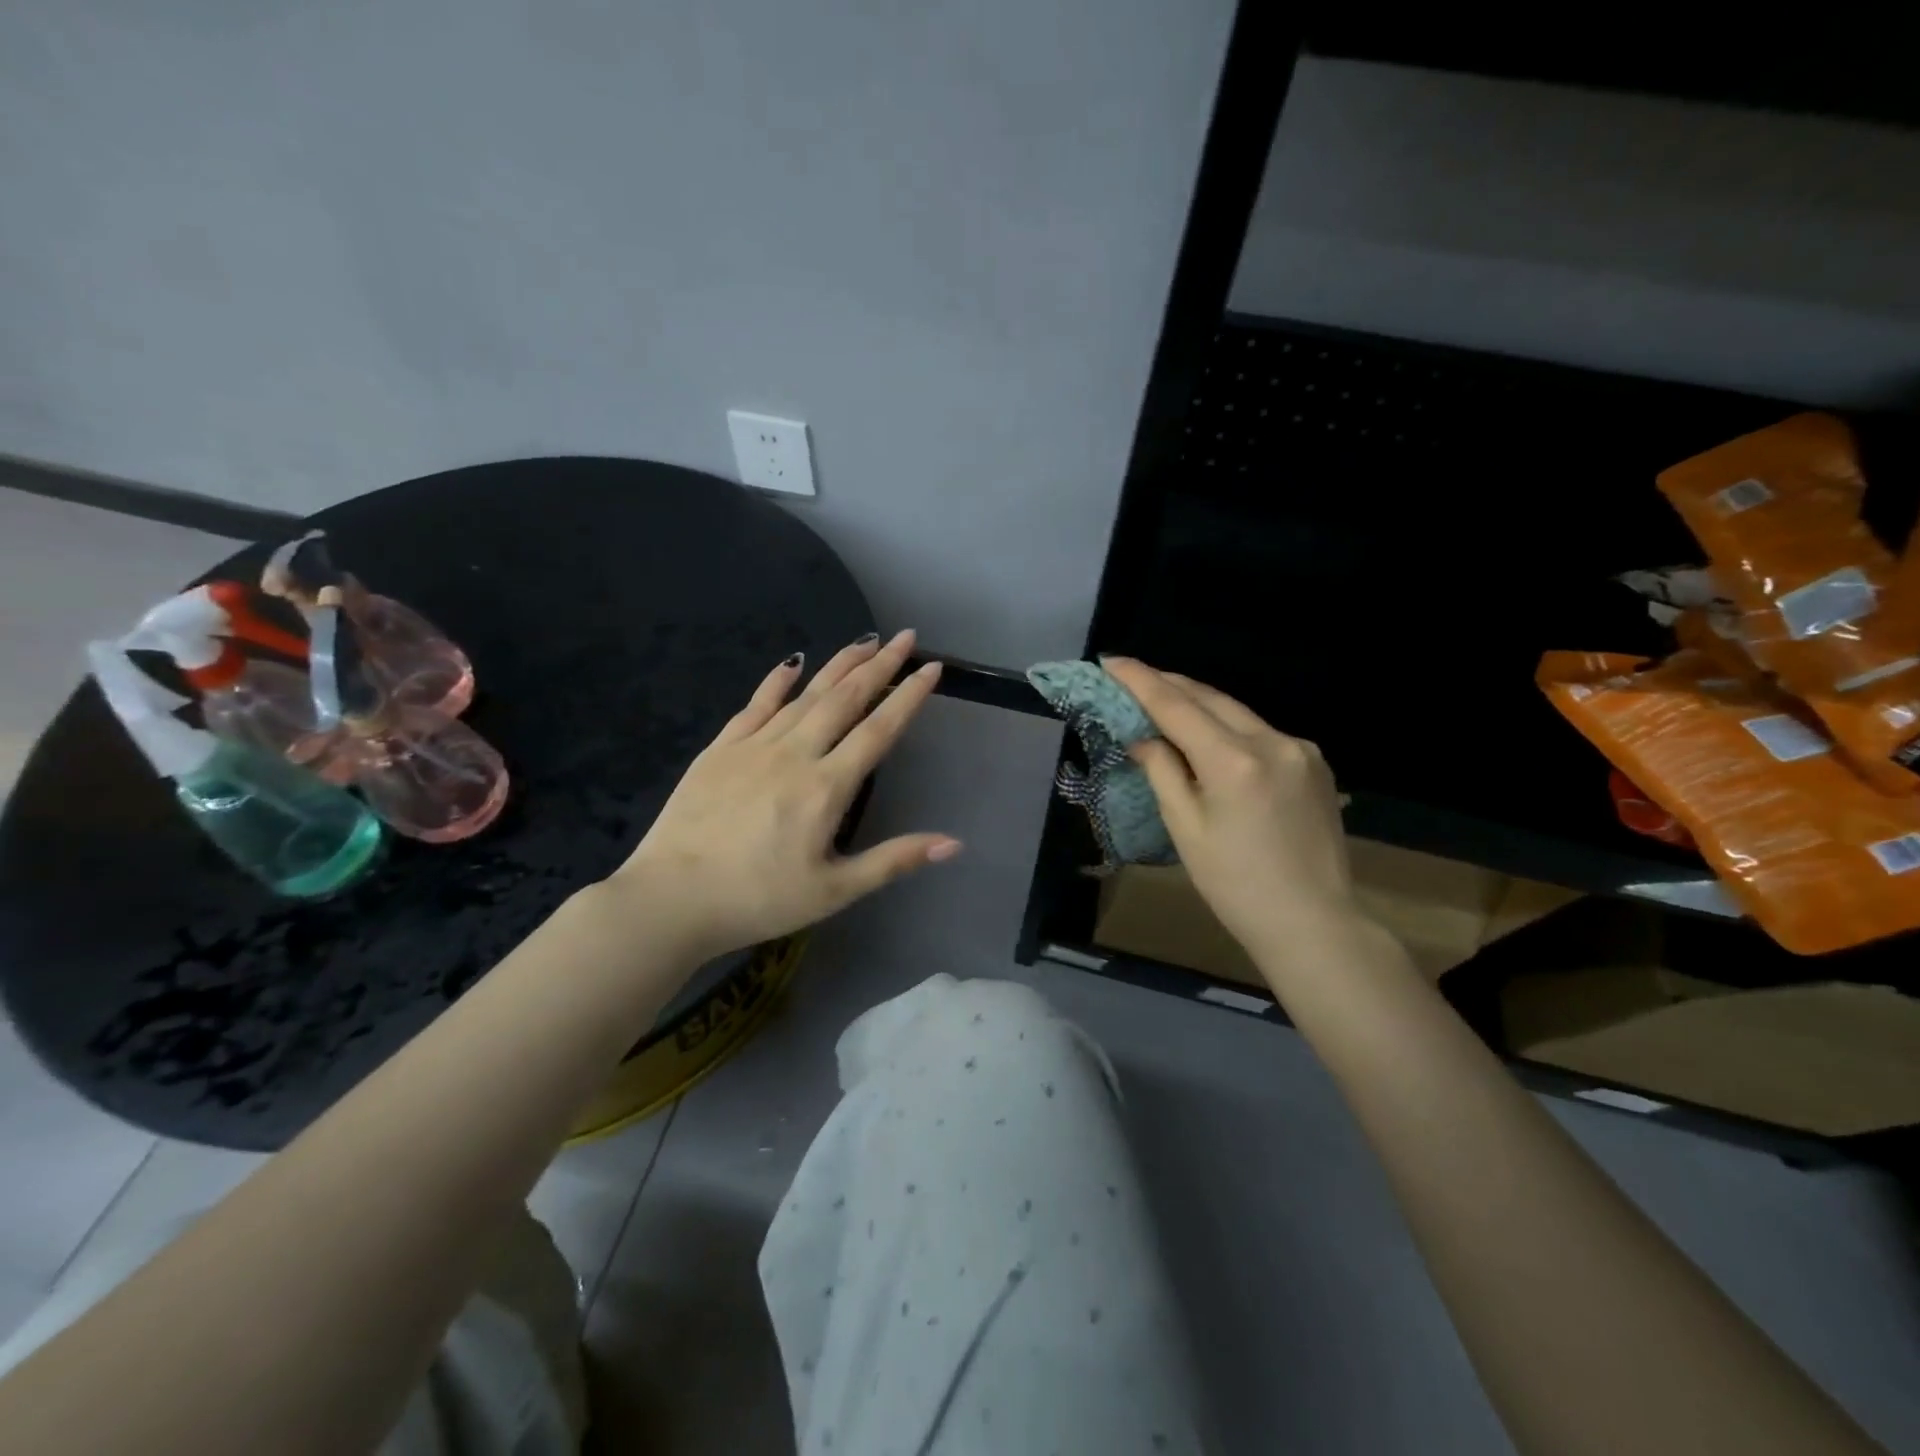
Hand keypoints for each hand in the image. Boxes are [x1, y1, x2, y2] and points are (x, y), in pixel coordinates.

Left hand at [606, 630, 960, 960]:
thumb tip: (953, 844)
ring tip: (865, 641)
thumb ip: (894, 861)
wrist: (670, 900)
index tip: (931, 668)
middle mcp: (794, 754)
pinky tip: (792, 662)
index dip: (908, 696)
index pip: (878, 730)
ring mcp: (753, 747)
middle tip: (905, 637)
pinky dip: (777, 681)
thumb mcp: (835, 891)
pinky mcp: (719, 750)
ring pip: (805, 694)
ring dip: (838, 665)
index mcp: (826, 787)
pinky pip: (755, 705)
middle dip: (879, 665)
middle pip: (844, 699)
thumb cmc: (759, 900)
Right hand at [1102, 658, 1355, 956]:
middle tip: (1131, 677)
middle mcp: (1272, 741)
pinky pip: (1260, 731)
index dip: (1140, 681)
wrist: (1312, 921)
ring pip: (1237, 711)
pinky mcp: (1314, 762)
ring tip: (1163, 701)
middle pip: (1210, 697)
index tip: (1111, 661)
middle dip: (1168, 684)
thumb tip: (1143, 736)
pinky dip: (1228, 726)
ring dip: (1198, 703)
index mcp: (1234, 761)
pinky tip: (1210, 735)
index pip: (1176, 706)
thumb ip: (1162, 771)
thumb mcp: (1185, 828)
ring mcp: (1299, 749)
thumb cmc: (1234, 884)